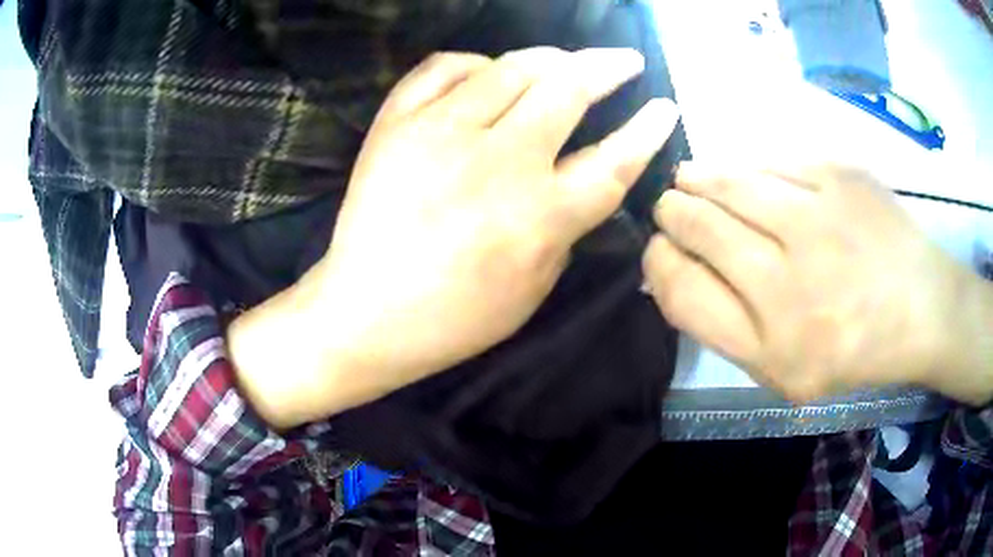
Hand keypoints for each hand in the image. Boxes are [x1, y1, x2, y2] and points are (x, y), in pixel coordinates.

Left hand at [230, 48, 679, 427]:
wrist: (365, 313)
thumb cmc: (454, 318)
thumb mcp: (534, 290)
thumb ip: (565, 229)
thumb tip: (575, 179)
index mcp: (540, 216)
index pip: (614, 159)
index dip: (647, 129)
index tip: (664, 106)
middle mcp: (499, 162)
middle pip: (569, 90)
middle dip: (607, 67)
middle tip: (624, 60)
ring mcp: (442, 133)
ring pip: (512, 67)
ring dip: (551, 57)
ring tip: (565, 60)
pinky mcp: (397, 124)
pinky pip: (444, 68)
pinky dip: (475, 62)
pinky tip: (488, 71)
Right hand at [643, 162, 984, 402]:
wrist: (922, 308)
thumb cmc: (854, 349)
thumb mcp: (783, 373)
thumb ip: (728, 328)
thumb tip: (675, 270)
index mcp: (773, 347)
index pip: (682, 291)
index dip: (658, 262)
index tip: (659, 248)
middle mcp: (791, 285)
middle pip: (700, 228)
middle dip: (673, 212)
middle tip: (671, 206)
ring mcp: (820, 222)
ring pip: (730, 182)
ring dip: (698, 178)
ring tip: (690, 178)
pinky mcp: (840, 177)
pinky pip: (773, 161)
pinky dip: (749, 165)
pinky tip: (745, 172)